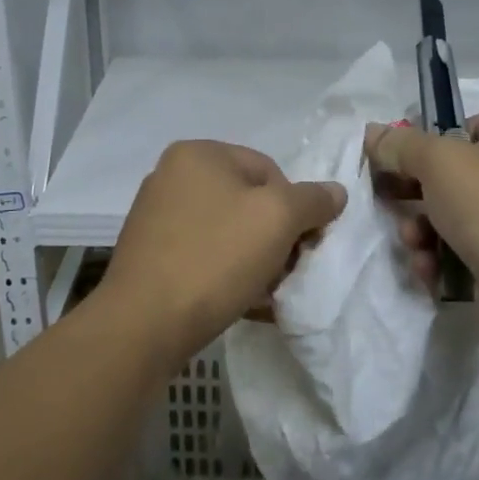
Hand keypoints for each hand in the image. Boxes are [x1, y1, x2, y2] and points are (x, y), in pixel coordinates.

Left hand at [101, 140, 346, 360]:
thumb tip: (335, 192)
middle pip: (247, 201)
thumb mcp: (278, 219)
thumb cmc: (215, 258)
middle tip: (286, 272)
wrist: (143, 326)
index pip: (269, 170)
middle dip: (275, 237)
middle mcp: (171, 176)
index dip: (295, 208)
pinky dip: (227, 273)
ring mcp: (156, 216)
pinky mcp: (149, 255)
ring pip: (227, 232)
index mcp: (198, 154)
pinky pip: (203, 255)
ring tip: (266, 293)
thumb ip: (313, 200)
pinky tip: (242, 301)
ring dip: (255, 260)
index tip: (302, 246)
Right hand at [363, 115, 478, 350]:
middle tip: (387, 199)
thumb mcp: (436, 161)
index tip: (395, 159)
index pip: (463, 128)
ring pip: (450, 216)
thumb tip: (372, 133)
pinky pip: (460, 249)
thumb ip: (400, 145)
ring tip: (414, 242)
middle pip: (451, 175)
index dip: (427, 142)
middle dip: (414, 194)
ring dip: (421, 230)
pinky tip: (429, 268)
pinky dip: (439, 257)